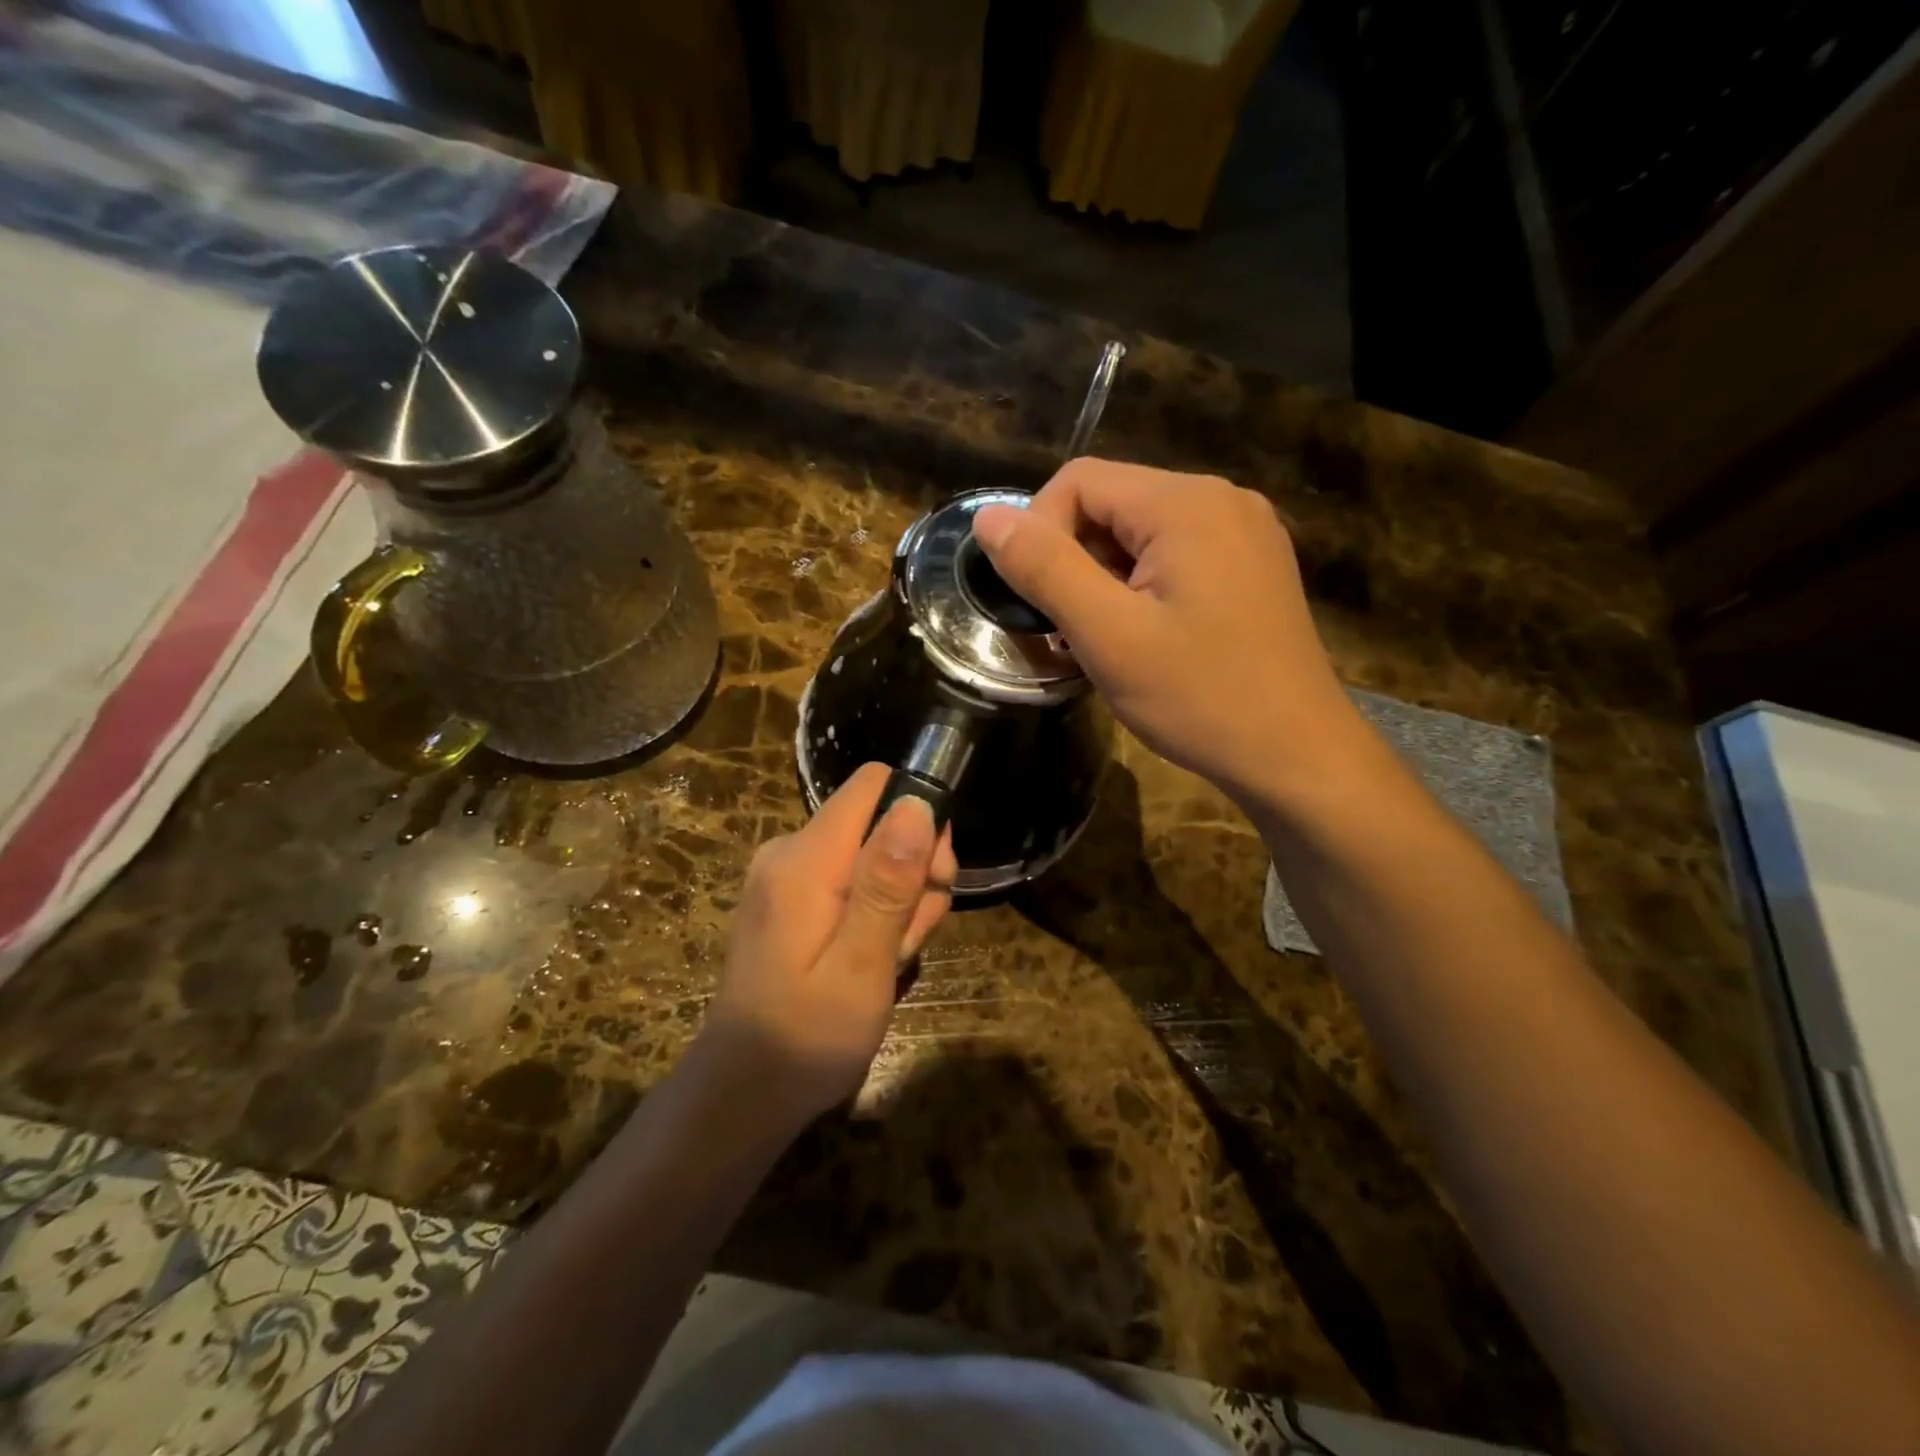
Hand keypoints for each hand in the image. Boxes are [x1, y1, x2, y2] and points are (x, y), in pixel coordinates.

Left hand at [698, 763, 956, 1125]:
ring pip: (873, 854)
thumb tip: (916, 804)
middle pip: (878, 820)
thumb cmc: (807, 1038)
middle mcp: (791, 852)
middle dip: (914, 869)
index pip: (874, 784)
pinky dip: (877, 912)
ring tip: (893, 958)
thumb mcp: (862, 966)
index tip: (936, 872)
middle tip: (917, 932)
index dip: (918, 813)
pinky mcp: (792, 899)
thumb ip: (888, 883)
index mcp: (805, 859)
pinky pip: (851, 881)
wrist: (743, 1093)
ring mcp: (788, 876)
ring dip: (901, 899)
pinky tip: (876, 958)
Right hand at [973, 459, 1364, 807]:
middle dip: (1074, 560)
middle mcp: (1222, 500)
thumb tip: (988, 517)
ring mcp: (1245, 533)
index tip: (1038, 602)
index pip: (1079, 481)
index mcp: (1187, 503)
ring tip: (1104, 640)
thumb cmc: (1199, 697)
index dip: (1039, 532)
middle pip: (1112, 503)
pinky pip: (1176, 555)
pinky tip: (1145, 636)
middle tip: (1068, 629)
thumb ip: (1045, 568)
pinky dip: (1141, 586)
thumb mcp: (1108, 635)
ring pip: (1141, 533)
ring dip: (1104, 578)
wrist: (1296, 756)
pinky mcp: (1253, 566)